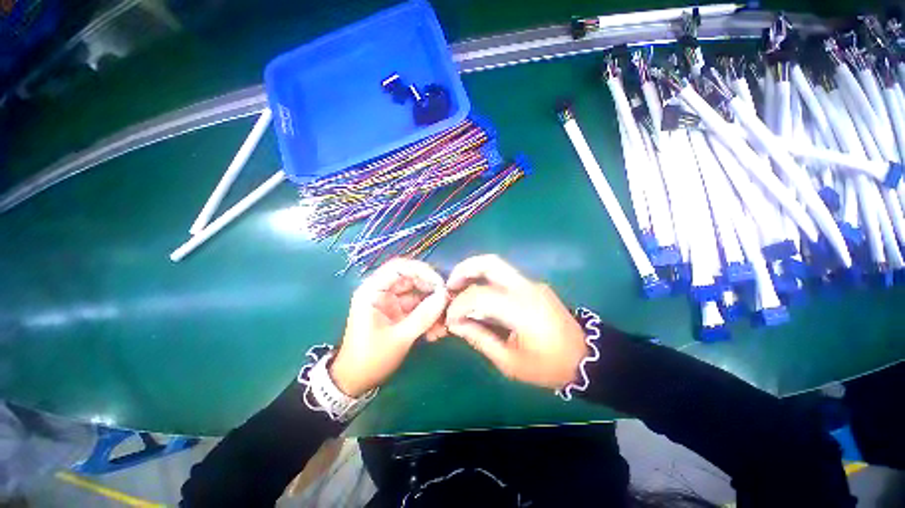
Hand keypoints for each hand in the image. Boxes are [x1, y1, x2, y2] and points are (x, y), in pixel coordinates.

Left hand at [330, 258, 448, 396]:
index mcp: (373, 291)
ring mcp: (391, 302)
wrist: (355, 382)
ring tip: (444, 324)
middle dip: (431, 290)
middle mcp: (382, 291)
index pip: (399, 268)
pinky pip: (417, 308)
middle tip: (448, 302)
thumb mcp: (399, 338)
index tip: (441, 283)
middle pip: (412, 279)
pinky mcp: (398, 313)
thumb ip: (423, 316)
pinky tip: (437, 331)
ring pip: (418, 294)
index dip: (421, 271)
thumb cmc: (370, 358)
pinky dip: (428, 316)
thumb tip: (445, 296)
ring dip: (432, 306)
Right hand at [444, 255, 587, 389]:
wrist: (587, 357)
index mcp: (521, 309)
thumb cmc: (548, 365)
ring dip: (473, 271)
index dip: (458, 305)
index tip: (449, 319)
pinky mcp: (533, 285)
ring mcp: (531, 283)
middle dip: (464, 269)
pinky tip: (479, 296)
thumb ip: (480, 339)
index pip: (480, 296)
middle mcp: (526, 288)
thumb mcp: (510, 362)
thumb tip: (456, 324)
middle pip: (490, 263)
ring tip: (458, 288)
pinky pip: (504, 276)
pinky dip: (485, 280)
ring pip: (496, 265)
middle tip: (449, 285)